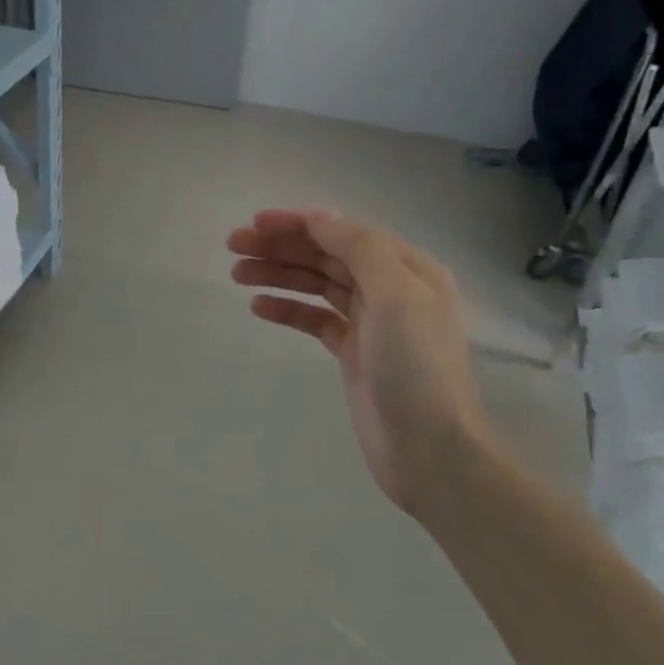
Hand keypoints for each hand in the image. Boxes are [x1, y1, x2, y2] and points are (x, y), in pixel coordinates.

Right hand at [229, 209, 490, 514]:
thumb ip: (359, 248)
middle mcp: (389, 287)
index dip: (299, 223)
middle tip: (234, 246)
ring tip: (237, 274)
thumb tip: (320, 215)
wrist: (430, 449)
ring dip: (278, 275)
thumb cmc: (416, 368)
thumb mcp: (396, 295)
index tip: (255, 223)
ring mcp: (370, 322)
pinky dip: (288, 310)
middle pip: (327, 255)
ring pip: (317, 285)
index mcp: (407, 267)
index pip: (344, 231)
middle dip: (282, 247)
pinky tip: (259, 307)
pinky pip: (315, 320)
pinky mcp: (353, 352)